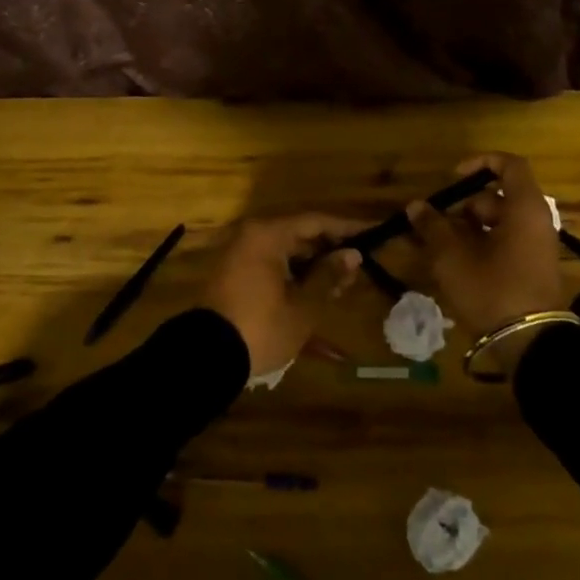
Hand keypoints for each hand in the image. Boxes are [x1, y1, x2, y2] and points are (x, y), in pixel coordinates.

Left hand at [200, 213, 364, 376]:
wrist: (206, 358)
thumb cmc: (261, 327)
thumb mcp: (303, 306)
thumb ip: (329, 276)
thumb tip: (353, 254)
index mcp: (268, 235)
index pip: (316, 221)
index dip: (347, 228)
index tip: (373, 232)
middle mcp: (252, 237)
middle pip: (300, 236)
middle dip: (330, 252)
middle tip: (358, 268)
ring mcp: (241, 256)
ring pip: (286, 254)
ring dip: (313, 268)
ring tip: (341, 287)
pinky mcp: (235, 276)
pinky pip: (272, 268)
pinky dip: (293, 279)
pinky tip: (314, 296)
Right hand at [408, 153, 564, 339]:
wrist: (531, 344)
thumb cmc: (493, 289)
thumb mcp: (453, 257)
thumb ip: (432, 226)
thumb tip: (415, 206)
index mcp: (524, 208)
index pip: (509, 164)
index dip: (480, 162)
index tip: (453, 177)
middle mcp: (537, 221)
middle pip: (499, 197)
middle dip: (465, 205)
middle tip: (438, 223)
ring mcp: (538, 246)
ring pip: (500, 222)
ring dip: (470, 228)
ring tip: (442, 247)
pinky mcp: (534, 268)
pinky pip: (507, 242)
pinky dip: (483, 244)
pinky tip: (459, 264)